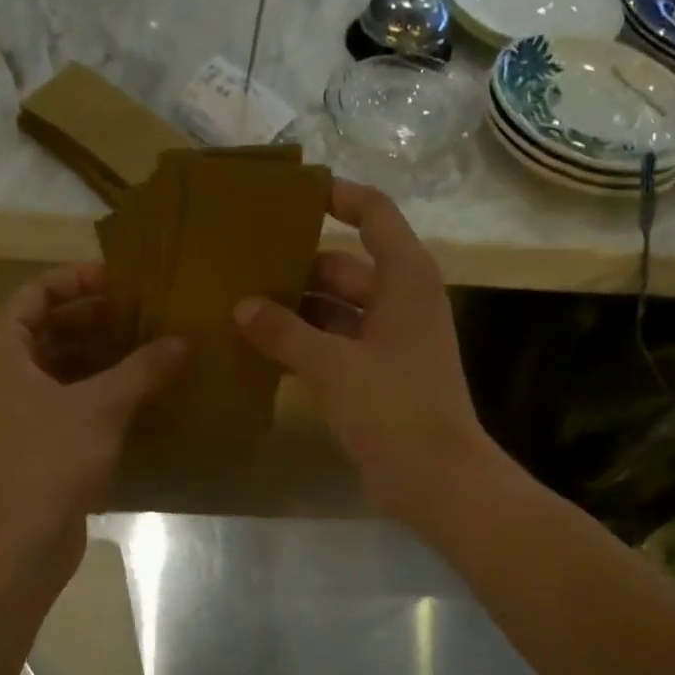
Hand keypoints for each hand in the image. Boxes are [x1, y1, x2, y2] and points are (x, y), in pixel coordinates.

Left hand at [0, 264, 182, 572]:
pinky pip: (67, 400)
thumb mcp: (101, 406)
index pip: (35, 294)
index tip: (120, 278)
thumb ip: (142, 369)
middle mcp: (3, 375)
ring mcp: (17, 411)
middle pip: (48, 329)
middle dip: (95, 319)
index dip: (76, 280)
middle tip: (144, 312)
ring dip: (101, 356)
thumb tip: (180, 343)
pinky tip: (139, 392)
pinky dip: (98, 391)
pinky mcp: (35, 442)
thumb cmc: (50, 459)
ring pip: (60, 367)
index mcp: (3, 351)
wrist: (20, 540)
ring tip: (150, 346)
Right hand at [234, 181, 502, 524]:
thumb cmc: (393, 407)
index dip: (339, 197)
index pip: (375, 215)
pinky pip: (334, 346)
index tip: (292, 195)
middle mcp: (400, 302)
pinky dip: (303, 346)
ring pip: (335, 310)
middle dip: (296, 267)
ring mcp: (389, 342)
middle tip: (241, 266)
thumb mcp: (332, 365)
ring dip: (294, 311)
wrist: (435, 478)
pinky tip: (260, 352)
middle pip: (344, 266)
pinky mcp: (377, 377)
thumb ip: (284, 332)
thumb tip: (241, 305)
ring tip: (239, 308)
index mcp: (405, 279)